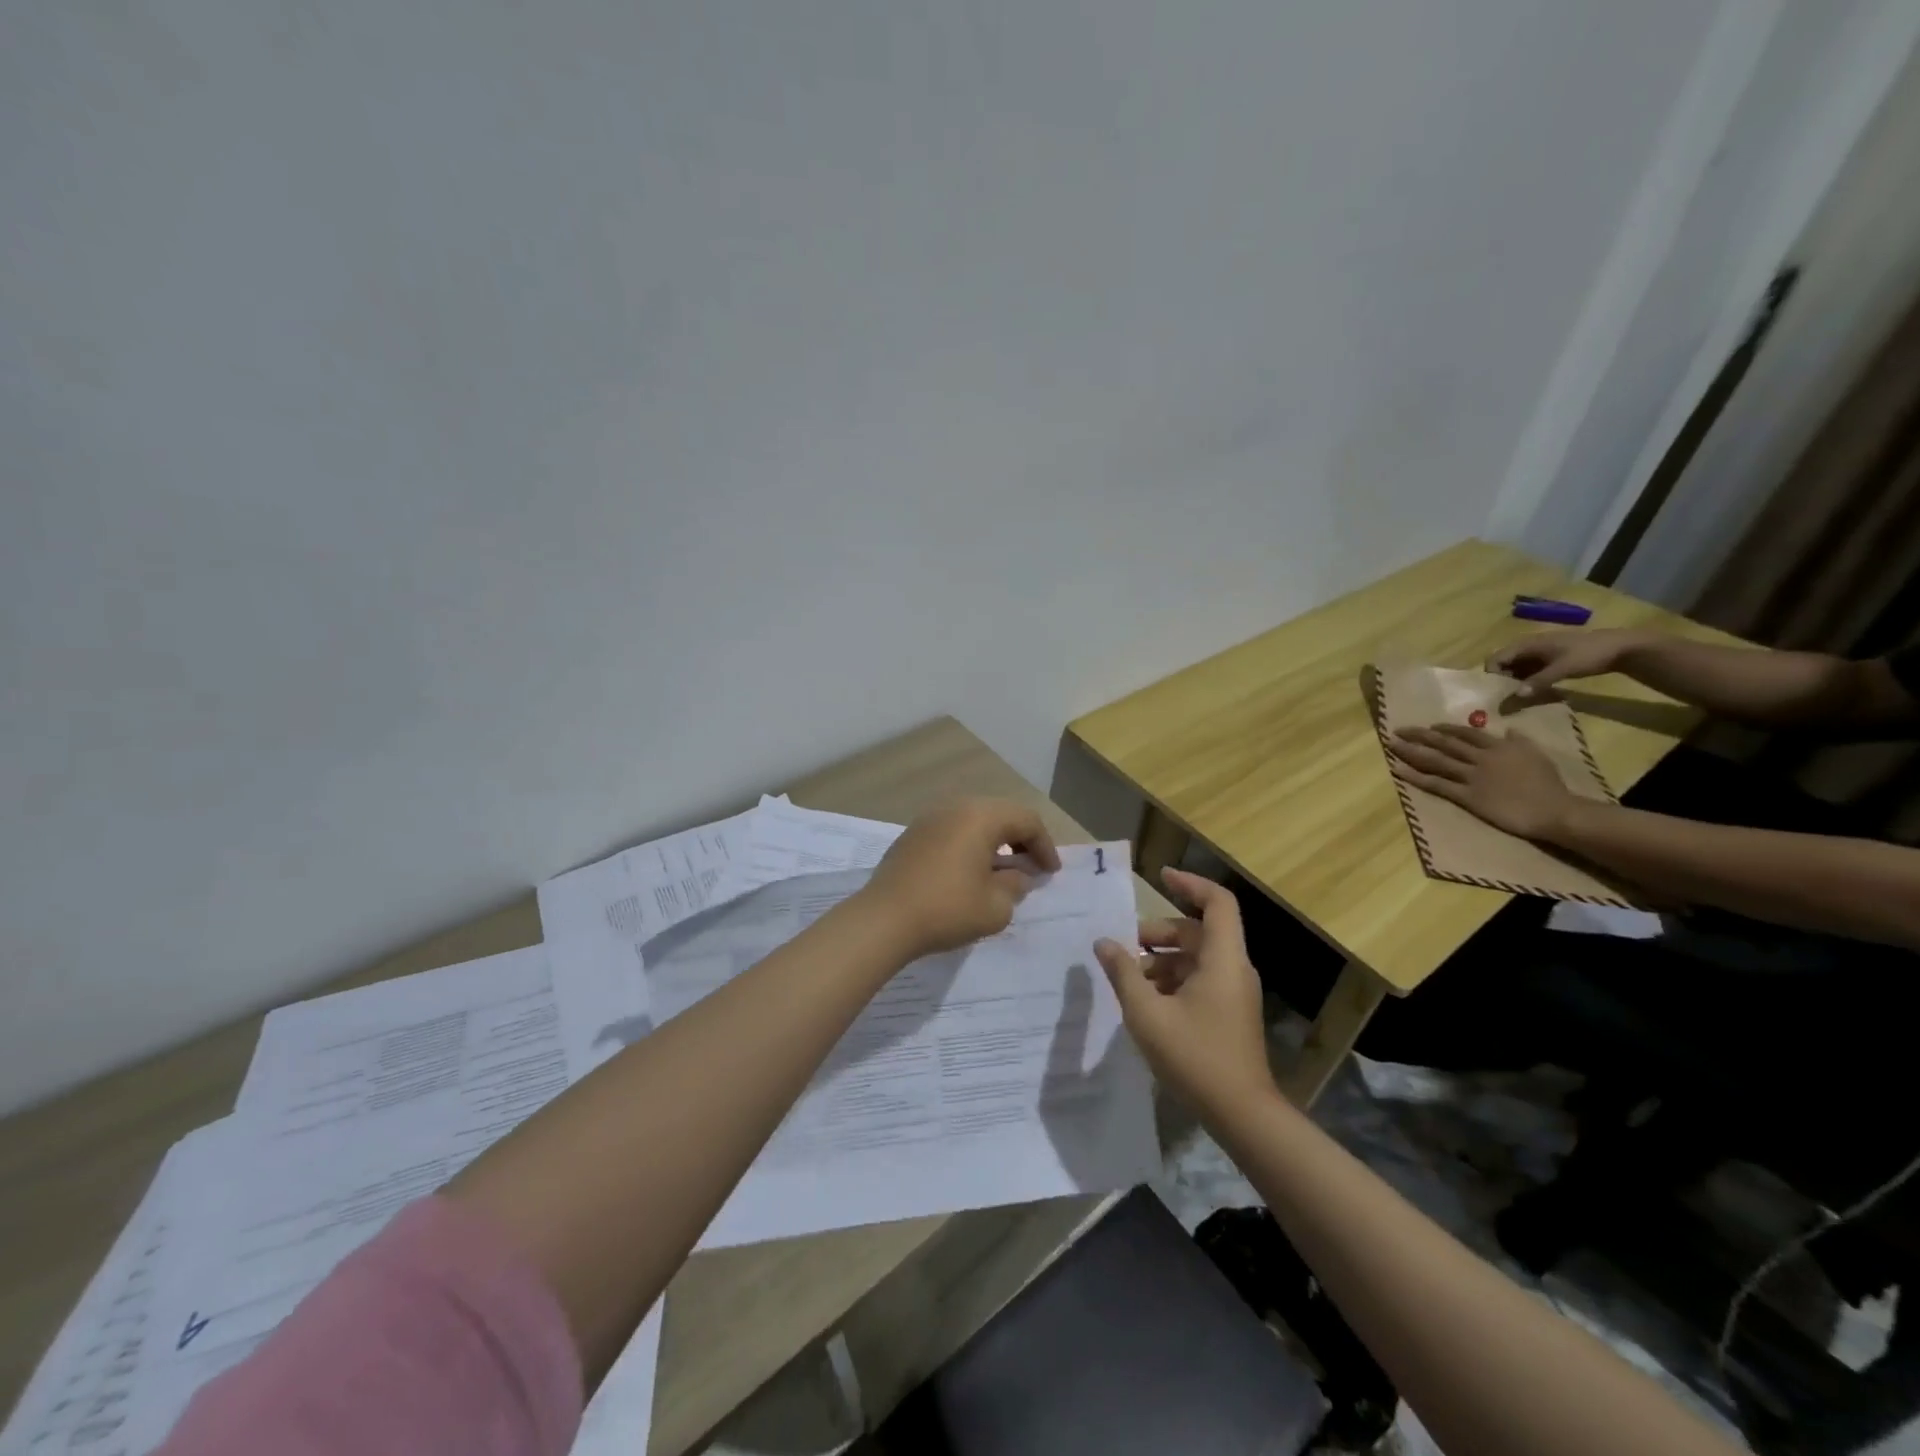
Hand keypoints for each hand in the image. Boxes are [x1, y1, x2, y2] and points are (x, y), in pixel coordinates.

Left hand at [858, 798, 1060, 960]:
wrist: (884, 919)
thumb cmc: (947, 909)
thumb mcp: (995, 906)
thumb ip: (1015, 886)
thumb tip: (1017, 876)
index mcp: (981, 816)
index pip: (1026, 820)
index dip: (1045, 846)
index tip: (1051, 873)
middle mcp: (956, 807)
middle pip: (1001, 813)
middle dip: (1021, 839)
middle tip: (1032, 866)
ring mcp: (930, 818)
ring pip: (975, 820)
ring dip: (995, 840)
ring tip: (1004, 869)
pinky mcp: (912, 834)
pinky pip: (953, 830)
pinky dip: (970, 844)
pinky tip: (971, 870)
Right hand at [1094, 869, 1272, 1113]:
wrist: (1242, 1114)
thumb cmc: (1195, 1057)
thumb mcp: (1147, 1014)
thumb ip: (1123, 973)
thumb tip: (1104, 943)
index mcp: (1223, 959)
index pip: (1216, 902)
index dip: (1190, 883)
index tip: (1160, 876)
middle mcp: (1233, 968)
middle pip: (1198, 931)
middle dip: (1159, 933)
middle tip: (1124, 946)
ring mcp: (1234, 992)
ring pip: (1196, 957)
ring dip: (1162, 959)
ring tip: (1128, 977)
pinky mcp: (1229, 1013)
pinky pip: (1200, 979)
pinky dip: (1172, 979)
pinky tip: (1146, 1001)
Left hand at [1390, 725, 1574, 839]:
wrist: (1554, 809)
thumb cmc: (1549, 784)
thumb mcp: (1537, 754)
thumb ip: (1520, 740)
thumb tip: (1510, 729)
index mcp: (1497, 746)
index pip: (1466, 733)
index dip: (1444, 728)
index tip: (1429, 726)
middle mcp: (1480, 758)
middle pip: (1443, 742)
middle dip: (1419, 735)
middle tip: (1397, 730)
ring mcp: (1472, 776)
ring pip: (1435, 760)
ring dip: (1411, 751)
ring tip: (1391, 744)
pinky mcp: (1467, 796)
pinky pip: (1436, 784)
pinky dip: (1415, 776)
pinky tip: (1397, 770)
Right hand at [1489, 628, 1650, 700]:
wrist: (1621, 647)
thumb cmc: (1589, 654)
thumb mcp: (1563, 669)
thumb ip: (1538, 681)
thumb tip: (1515, 696)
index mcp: (1527, 644)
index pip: (1496, 658)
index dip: (1492, 674)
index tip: (1497, 692)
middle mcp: (1528, 647)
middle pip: (1503, 663)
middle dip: (1500, 680)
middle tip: (1505, 698)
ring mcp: (1539, 653)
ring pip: (1515, 668)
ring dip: (1513, 682)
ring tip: (1517, 698)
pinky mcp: (1548, 659)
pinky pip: (1528, 670)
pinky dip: (1526, 680)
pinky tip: (1532, 692)